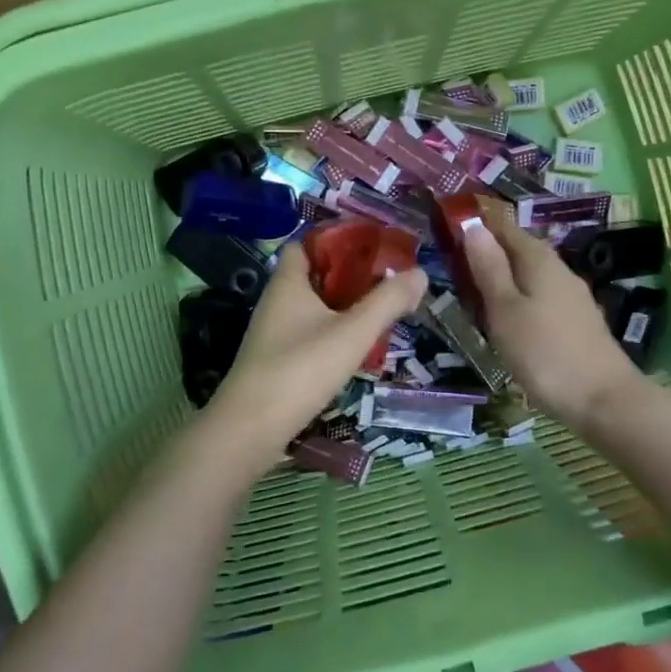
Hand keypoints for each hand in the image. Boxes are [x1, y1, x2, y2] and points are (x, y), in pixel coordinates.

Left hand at [204, 245, 427, 457]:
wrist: (249, 429)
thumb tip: (420, 272)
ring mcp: (272, 334)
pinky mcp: (274, 362)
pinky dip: (330, 336)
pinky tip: (352, 351)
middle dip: (347, 278)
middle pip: (313, 277)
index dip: (333, 242)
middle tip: (383, 285)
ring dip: (341, 309)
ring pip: (311, 309)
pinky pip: (306, 336)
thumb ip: (387, 302)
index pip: (304, 245)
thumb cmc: (300, 369)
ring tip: (376, 316)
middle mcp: (275, 303)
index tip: (368, 250)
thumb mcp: (353, 333)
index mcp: (287, 283)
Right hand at [461, 208, 638, 428]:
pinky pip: (539, 297)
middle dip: (488, 254)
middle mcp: (558, 269)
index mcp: (538, 259)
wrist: (604, 400)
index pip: (503, 227)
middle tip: (452, 266)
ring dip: (502, 279)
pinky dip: (518, 300)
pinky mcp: (577, 321)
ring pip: (529, 276)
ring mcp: (571, 296)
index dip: (477, 226)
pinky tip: (507, 320)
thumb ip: (489, 268)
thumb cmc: (544, 353)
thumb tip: (473, 226)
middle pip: (518, 250)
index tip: (448, 231)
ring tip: (472, 294)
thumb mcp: (505, 310)